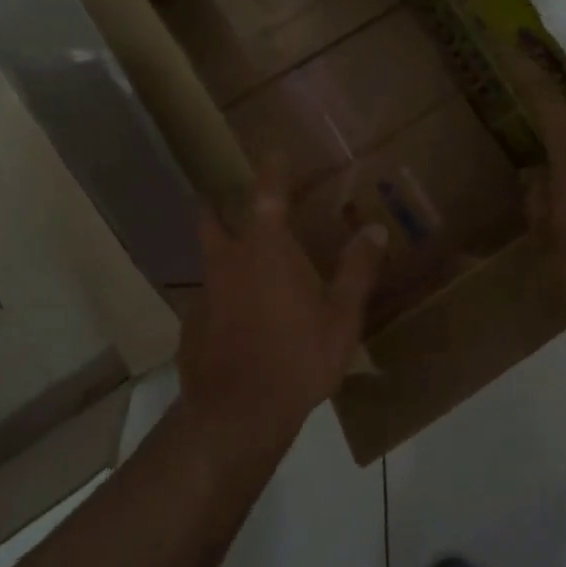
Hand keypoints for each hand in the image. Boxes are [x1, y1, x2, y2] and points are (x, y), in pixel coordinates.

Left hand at [179, 157, 387, 457]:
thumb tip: (374, 231)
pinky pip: (208, 301)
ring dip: (221, 255)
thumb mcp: (340, 318)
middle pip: (211, 219)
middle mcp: (228, 262)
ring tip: (241, 267)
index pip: (267, 194)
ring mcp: (205, 294)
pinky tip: (237, 322)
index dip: (272, 170)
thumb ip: (357, 271)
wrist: (237, 414)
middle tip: (222, 199)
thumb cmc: (296, 358)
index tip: (273, 152)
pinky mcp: (191, 326)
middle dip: (216, 204)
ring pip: (209, 261)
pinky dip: (221, 299)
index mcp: (266, 250)